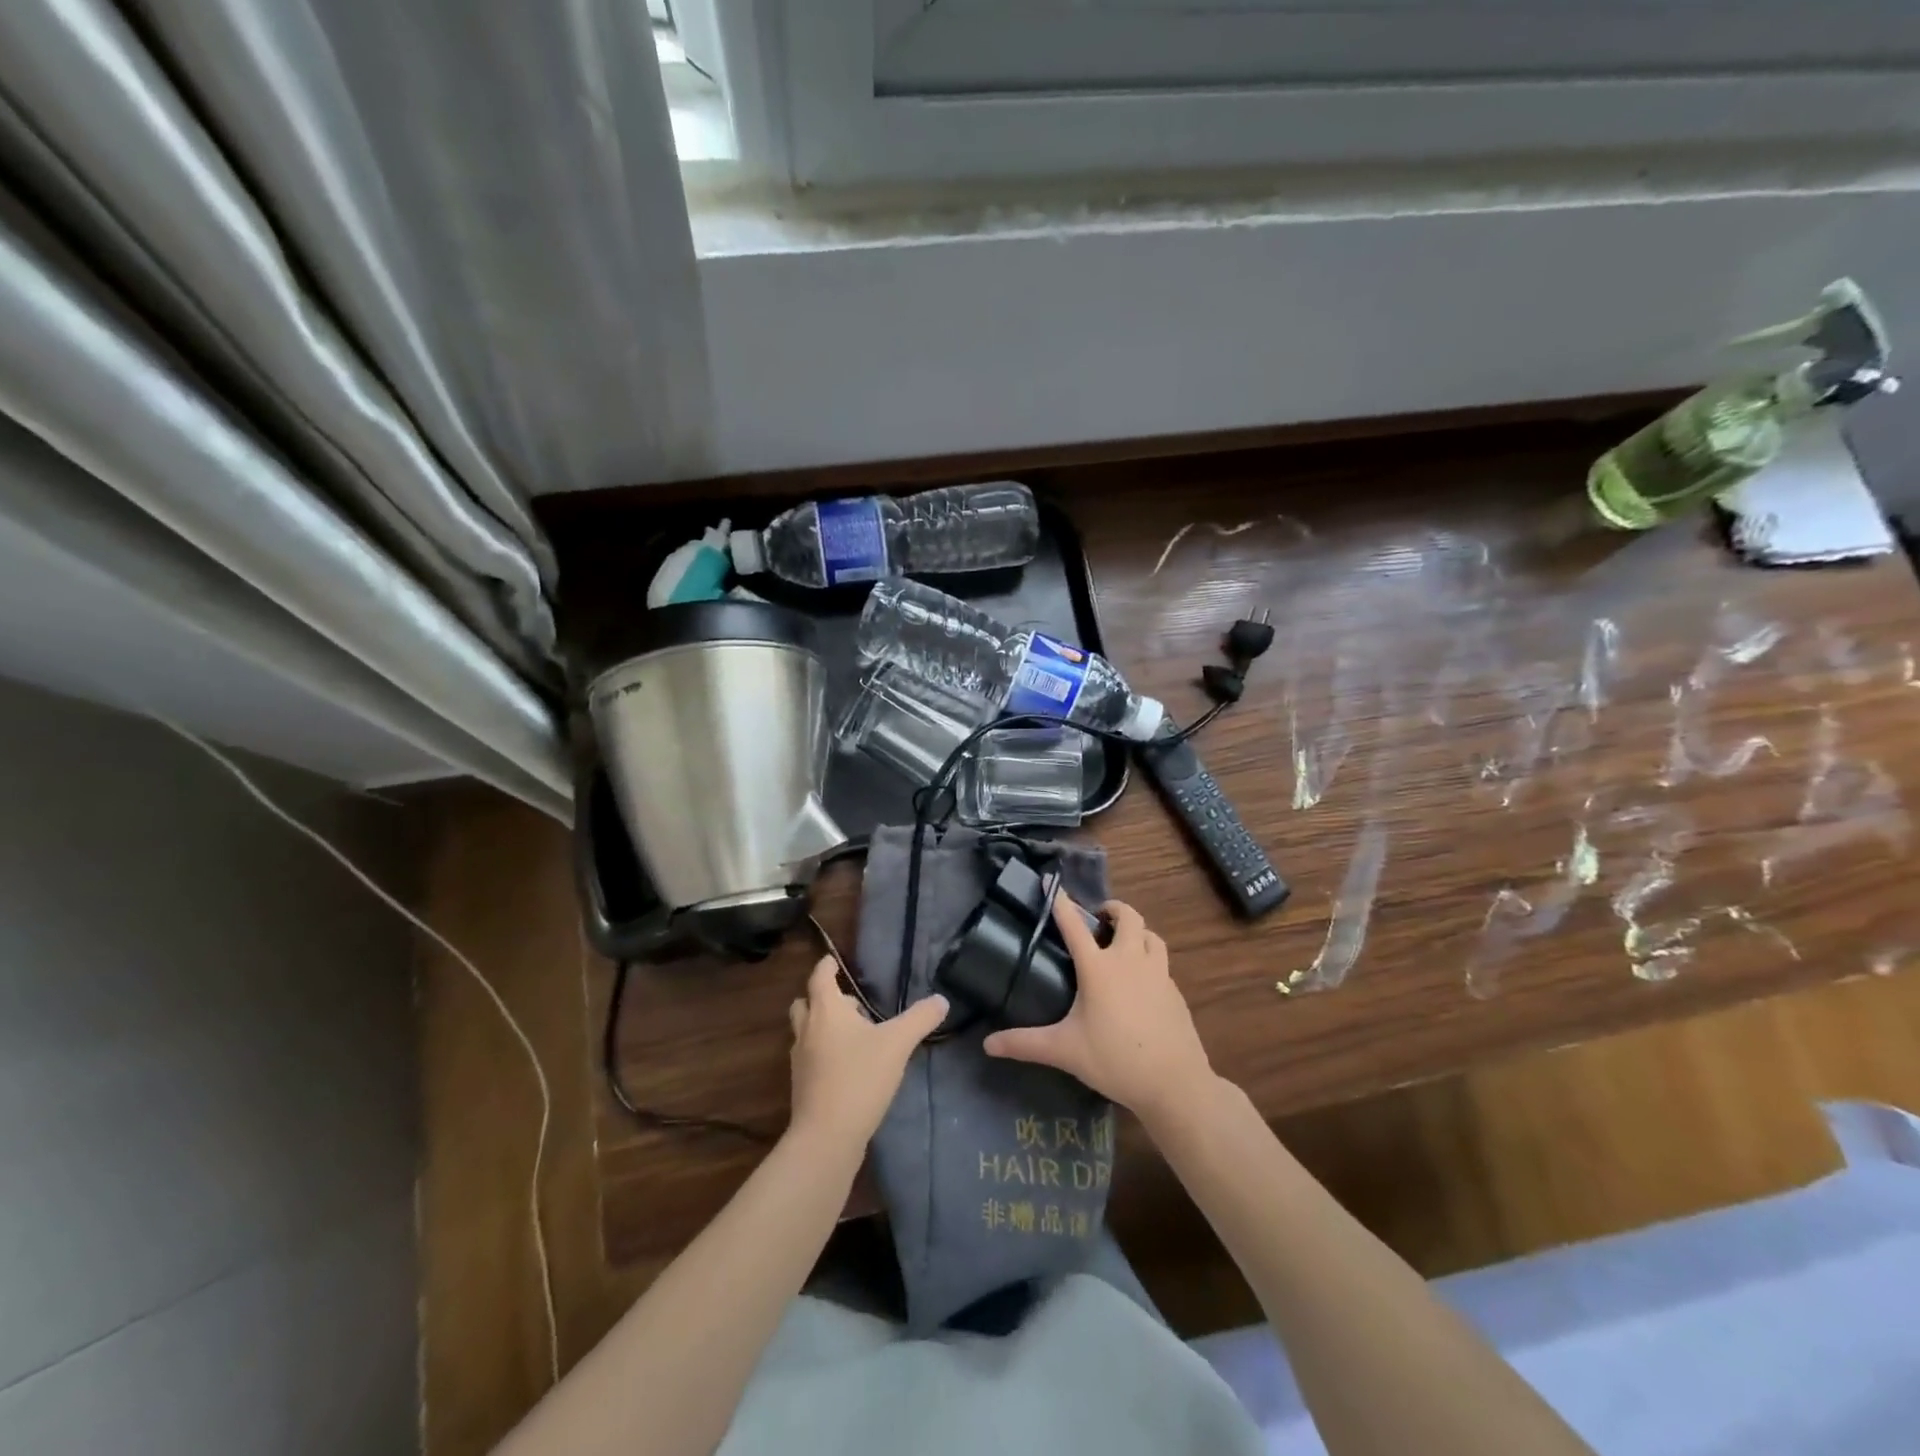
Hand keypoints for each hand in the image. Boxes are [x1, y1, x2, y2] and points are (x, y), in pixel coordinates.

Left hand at [788, 957, 946, 1150]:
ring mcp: (800, 1059)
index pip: (819, 977)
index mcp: (826, 1010)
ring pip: (806, 1031)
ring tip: (853, 1035)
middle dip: (823, 998)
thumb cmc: (859, 1078)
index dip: (826, 966)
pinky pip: (809, 1056)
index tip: (834, 961)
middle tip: (849, 1002)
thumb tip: (941, 1000)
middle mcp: (807, 1030)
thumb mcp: (897, 1044)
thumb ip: (920, 1019)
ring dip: (822, 1026)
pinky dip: (822, 1052)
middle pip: (805, 1002)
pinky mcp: (802, 1086)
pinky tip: (847, 1066)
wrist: (826, 1137)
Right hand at [983, 897, 1214, 1123]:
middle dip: (1113, 909)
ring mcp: (1158, 973)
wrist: (1174, 1082)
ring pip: (1151, 935)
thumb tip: (988, 1044)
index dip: (1062, 904)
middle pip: (1128, 916)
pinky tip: (1142, 982)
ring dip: (1137, 931)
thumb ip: (1025, 1044)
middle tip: (1099, 919)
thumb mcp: (1065, 1051)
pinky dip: (1149, 959)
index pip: (1074, 926)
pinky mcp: (1175, 991)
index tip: (1052, 885)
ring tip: (1124, 943)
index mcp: (1098, 968)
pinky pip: (1162, 962)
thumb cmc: (1114, 1060)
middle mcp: (1129, 960)